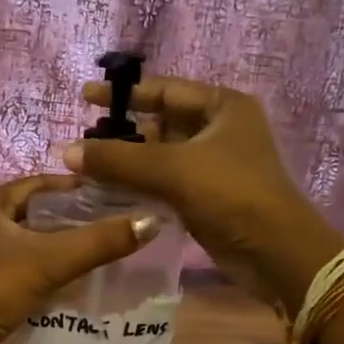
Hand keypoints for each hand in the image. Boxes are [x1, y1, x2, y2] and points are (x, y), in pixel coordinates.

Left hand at [0, 176, 159, 343]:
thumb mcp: (48, 261)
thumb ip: (99, 242)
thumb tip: (151, 221)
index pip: (41, 183)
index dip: (78, 188)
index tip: (117, 195)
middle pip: (37, 214)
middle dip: (75, 220)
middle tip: (117, 226)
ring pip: (31, 245)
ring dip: (62, 249)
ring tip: (106, 253)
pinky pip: (24, 271)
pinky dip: (49, 273)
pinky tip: (77, 285)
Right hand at [64, 76, 343, 313]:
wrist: (276, 253)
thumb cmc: (231, 194)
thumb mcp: (173, 170)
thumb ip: (118, 159)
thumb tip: (67, 151)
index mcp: (222, 106)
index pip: (165, 90)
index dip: (124, 94)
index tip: (85, 97)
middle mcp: (220, 129)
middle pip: (161, 123)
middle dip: (123, 132)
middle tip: (82, 141)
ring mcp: (215, 164)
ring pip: (161, 155)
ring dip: (129, 161)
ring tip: (88, 167)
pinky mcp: (208, 195)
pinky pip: (166, 181)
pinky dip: (141, 184)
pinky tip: (110, 191)